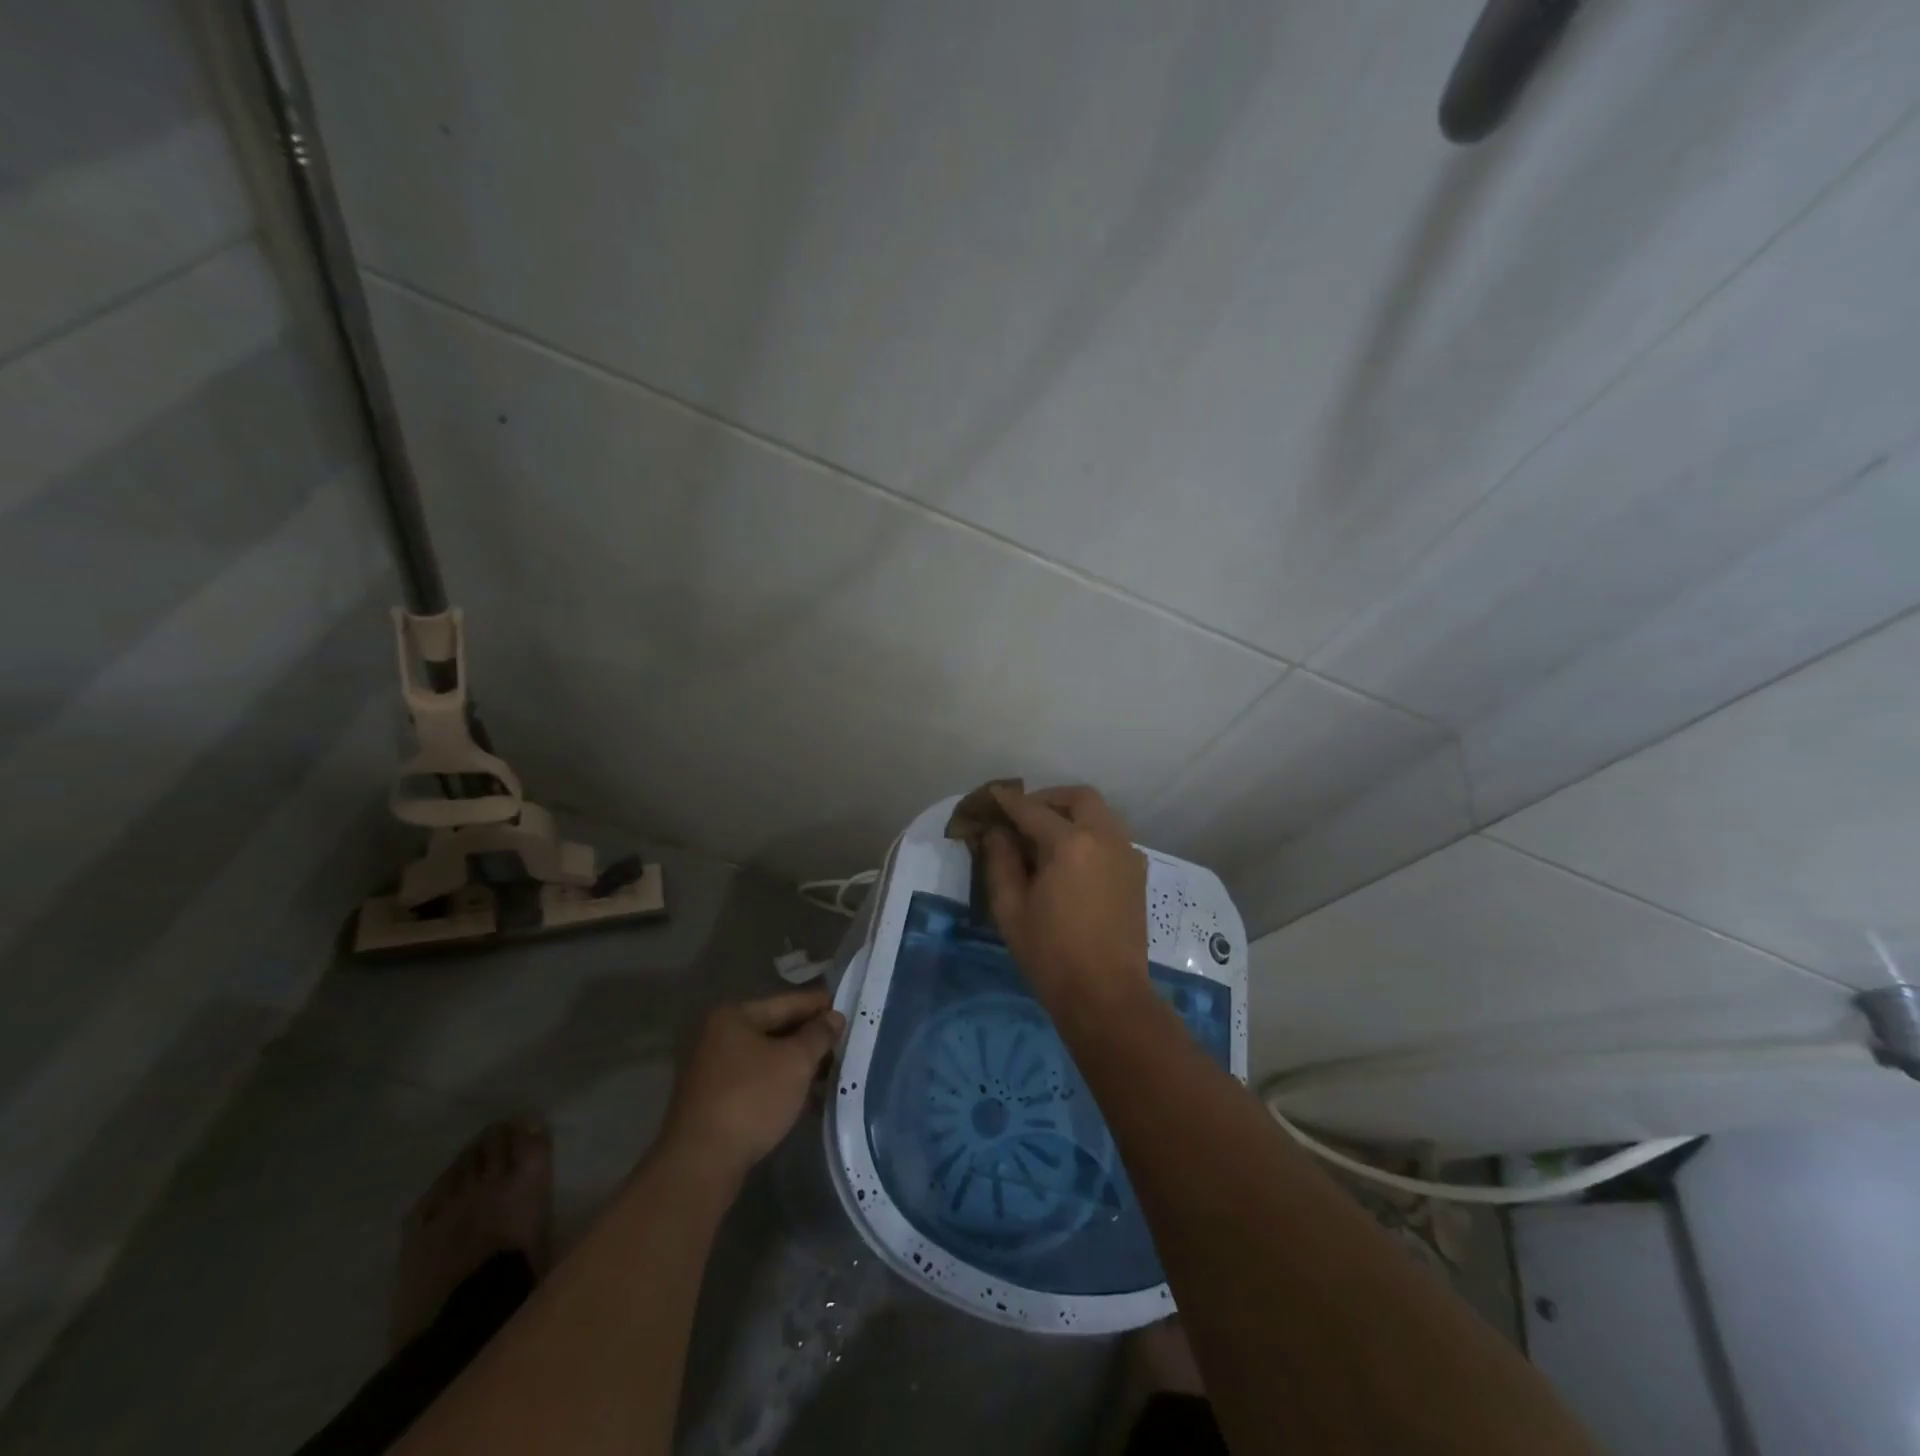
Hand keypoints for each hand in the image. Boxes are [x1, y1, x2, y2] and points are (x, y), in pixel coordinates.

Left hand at [657, 990, 844, 1187]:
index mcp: (734, 1016)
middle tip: (844, 1043)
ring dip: (797, 1063)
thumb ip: (818, 1035)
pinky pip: (757, 1080)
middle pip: (775, 1028)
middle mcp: (718, 1036)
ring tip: (831, 1072)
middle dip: (809, 1037)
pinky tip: (805, 1097)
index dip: (819, 1005)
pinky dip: (781, 1083)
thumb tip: (834, 1017)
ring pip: (767, 1057)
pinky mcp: (714, 1101)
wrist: (701, 1164)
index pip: (787, 1002)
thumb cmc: (751, 1099)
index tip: (848, 1009)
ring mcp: (713, 1070)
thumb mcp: (795, 1062)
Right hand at [981, 784, 1149, 1018]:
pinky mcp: (1137, 874)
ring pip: (1101, 815)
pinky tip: (1072, 861)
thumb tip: (997, 833)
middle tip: (1024, 817)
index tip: (991, 796)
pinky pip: (1112, 837)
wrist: (1106, 995)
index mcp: (1070, 843)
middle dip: (1049, 799)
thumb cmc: (1051, 954)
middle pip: (1079, 798)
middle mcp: (1105, 837)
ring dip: (1072, 814)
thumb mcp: (1011, 908)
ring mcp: (1127, 854)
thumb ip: (1000, 862)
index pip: (1032, 810)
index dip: (1008, 801)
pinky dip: (1091, 834)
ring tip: (1045, 838)